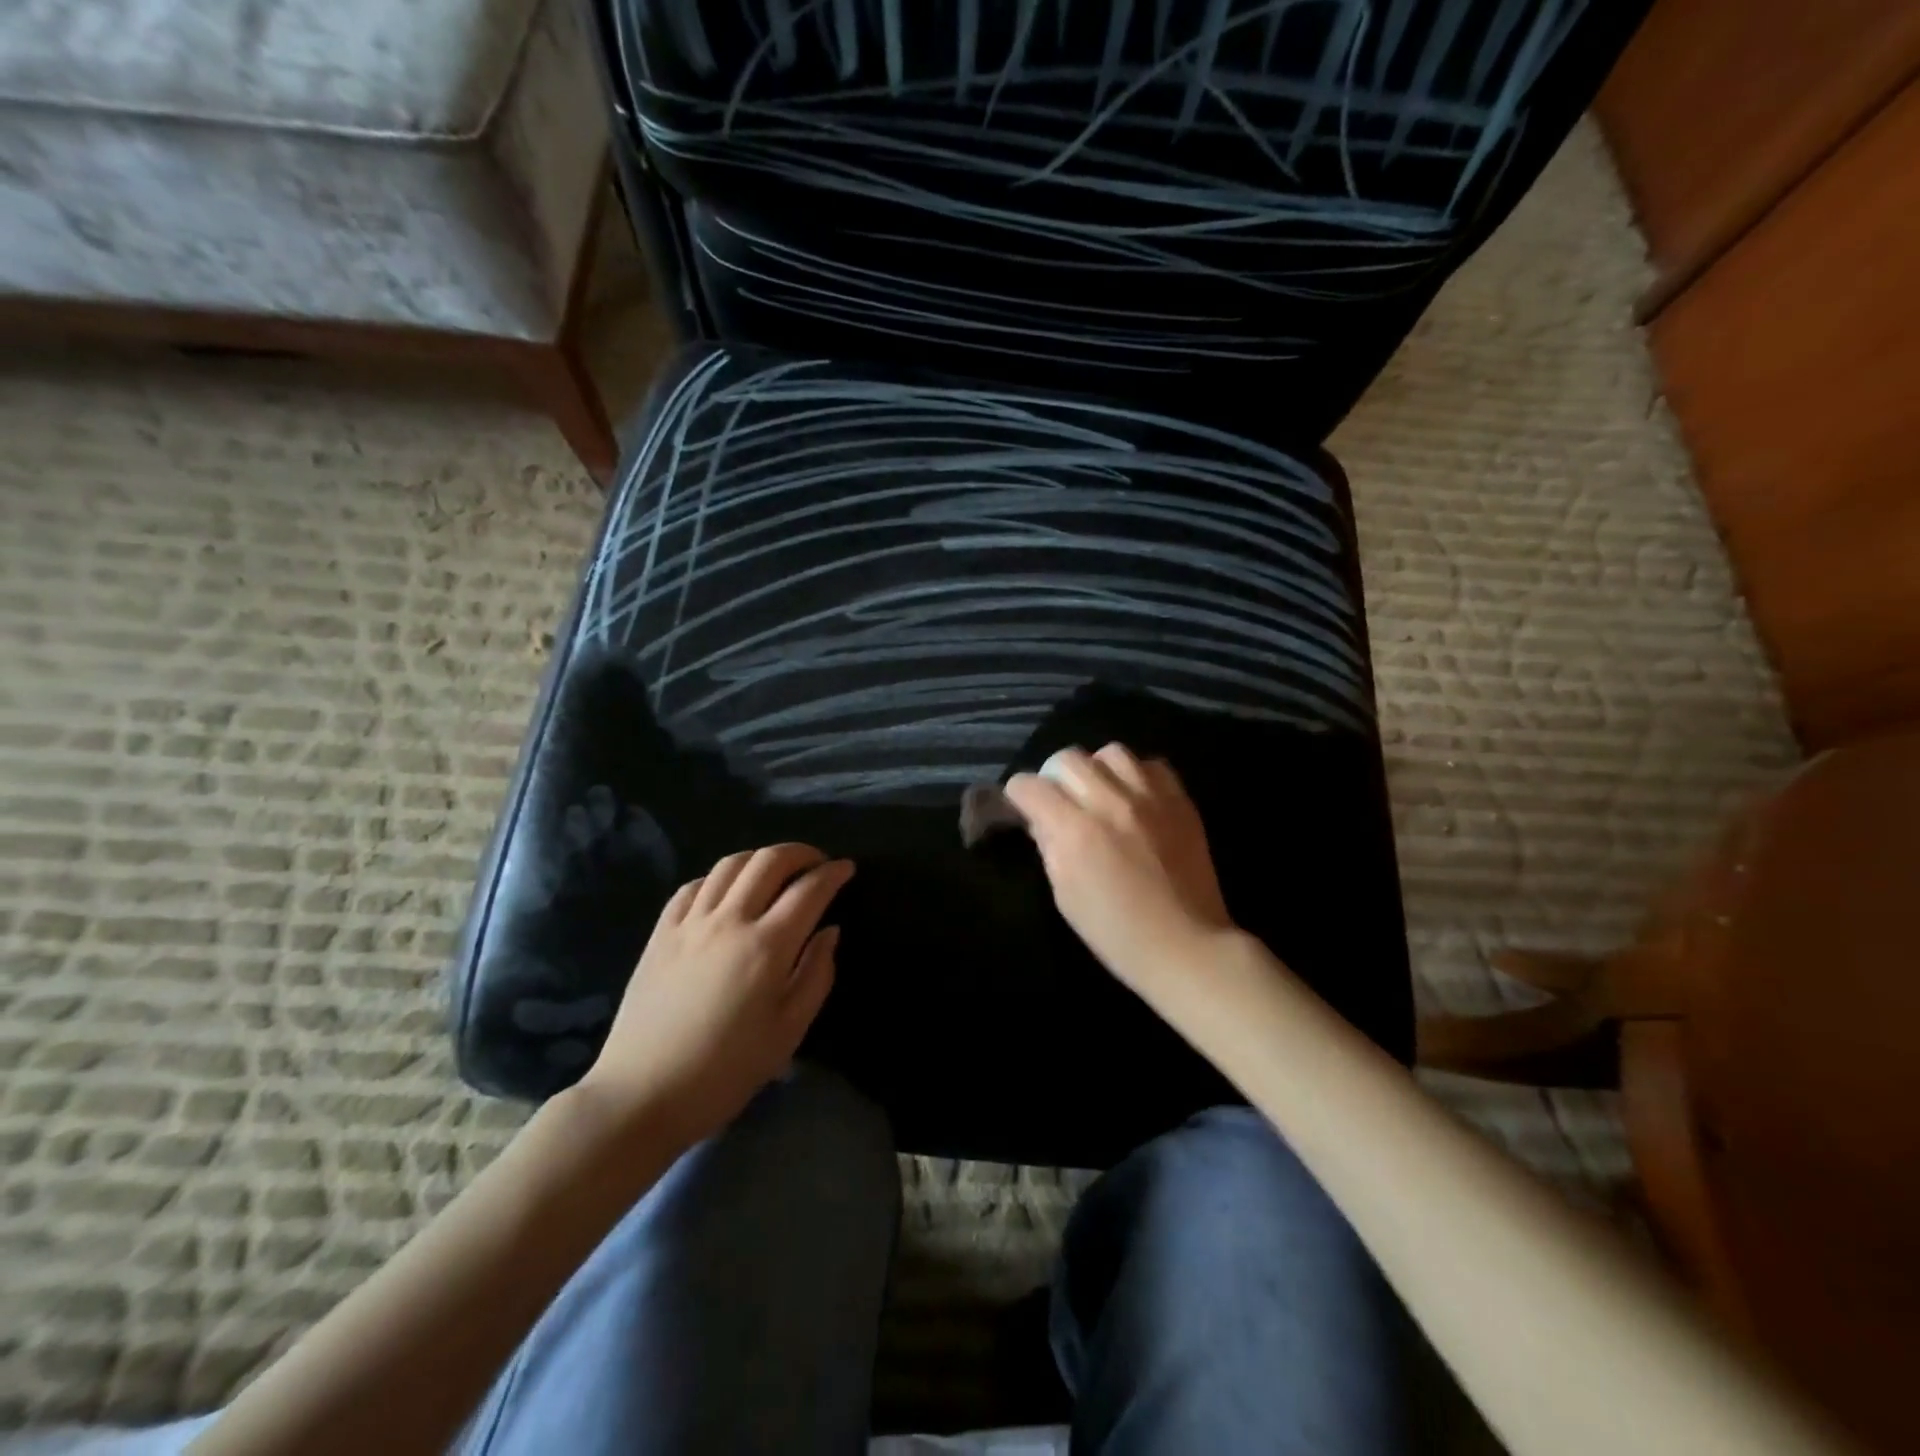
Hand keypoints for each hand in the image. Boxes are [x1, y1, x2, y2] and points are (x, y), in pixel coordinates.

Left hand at [579, 843, 853, 1146]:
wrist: (643, 1095)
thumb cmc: (726, 1071)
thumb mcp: (788, 1032)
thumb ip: (816, 975)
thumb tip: (829, 932)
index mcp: (767, 946)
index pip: (809, 890)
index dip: (833, 873)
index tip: (847, 869)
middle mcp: (730, 921)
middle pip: (769, 861)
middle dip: (801, 852)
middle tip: (817, 863)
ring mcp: (690, 923)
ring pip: (730, 865)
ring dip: (760, 858)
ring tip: (775, 871)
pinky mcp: (661, 933)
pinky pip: (693, 886)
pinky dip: (718, 878)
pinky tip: (726, 892)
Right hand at [1004, 745, 1234, 996]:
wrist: (1185, 946)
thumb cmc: (1115, 932)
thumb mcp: (1064, 895)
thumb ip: (1049, 846)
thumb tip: (1039, 819)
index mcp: (1075, 831)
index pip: (1030, 786)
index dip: (1018, 795)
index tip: (1022, 808)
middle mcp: (1110, 802)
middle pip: (1067, 758)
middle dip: (1053, 777)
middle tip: (1059, 801)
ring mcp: (1150, 797)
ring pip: (1110, 753)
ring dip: (1096, 769)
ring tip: (1100, 793)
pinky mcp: (1180, 801)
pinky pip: (1152, 764)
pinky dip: (1136, 775)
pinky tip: (1135, 798)